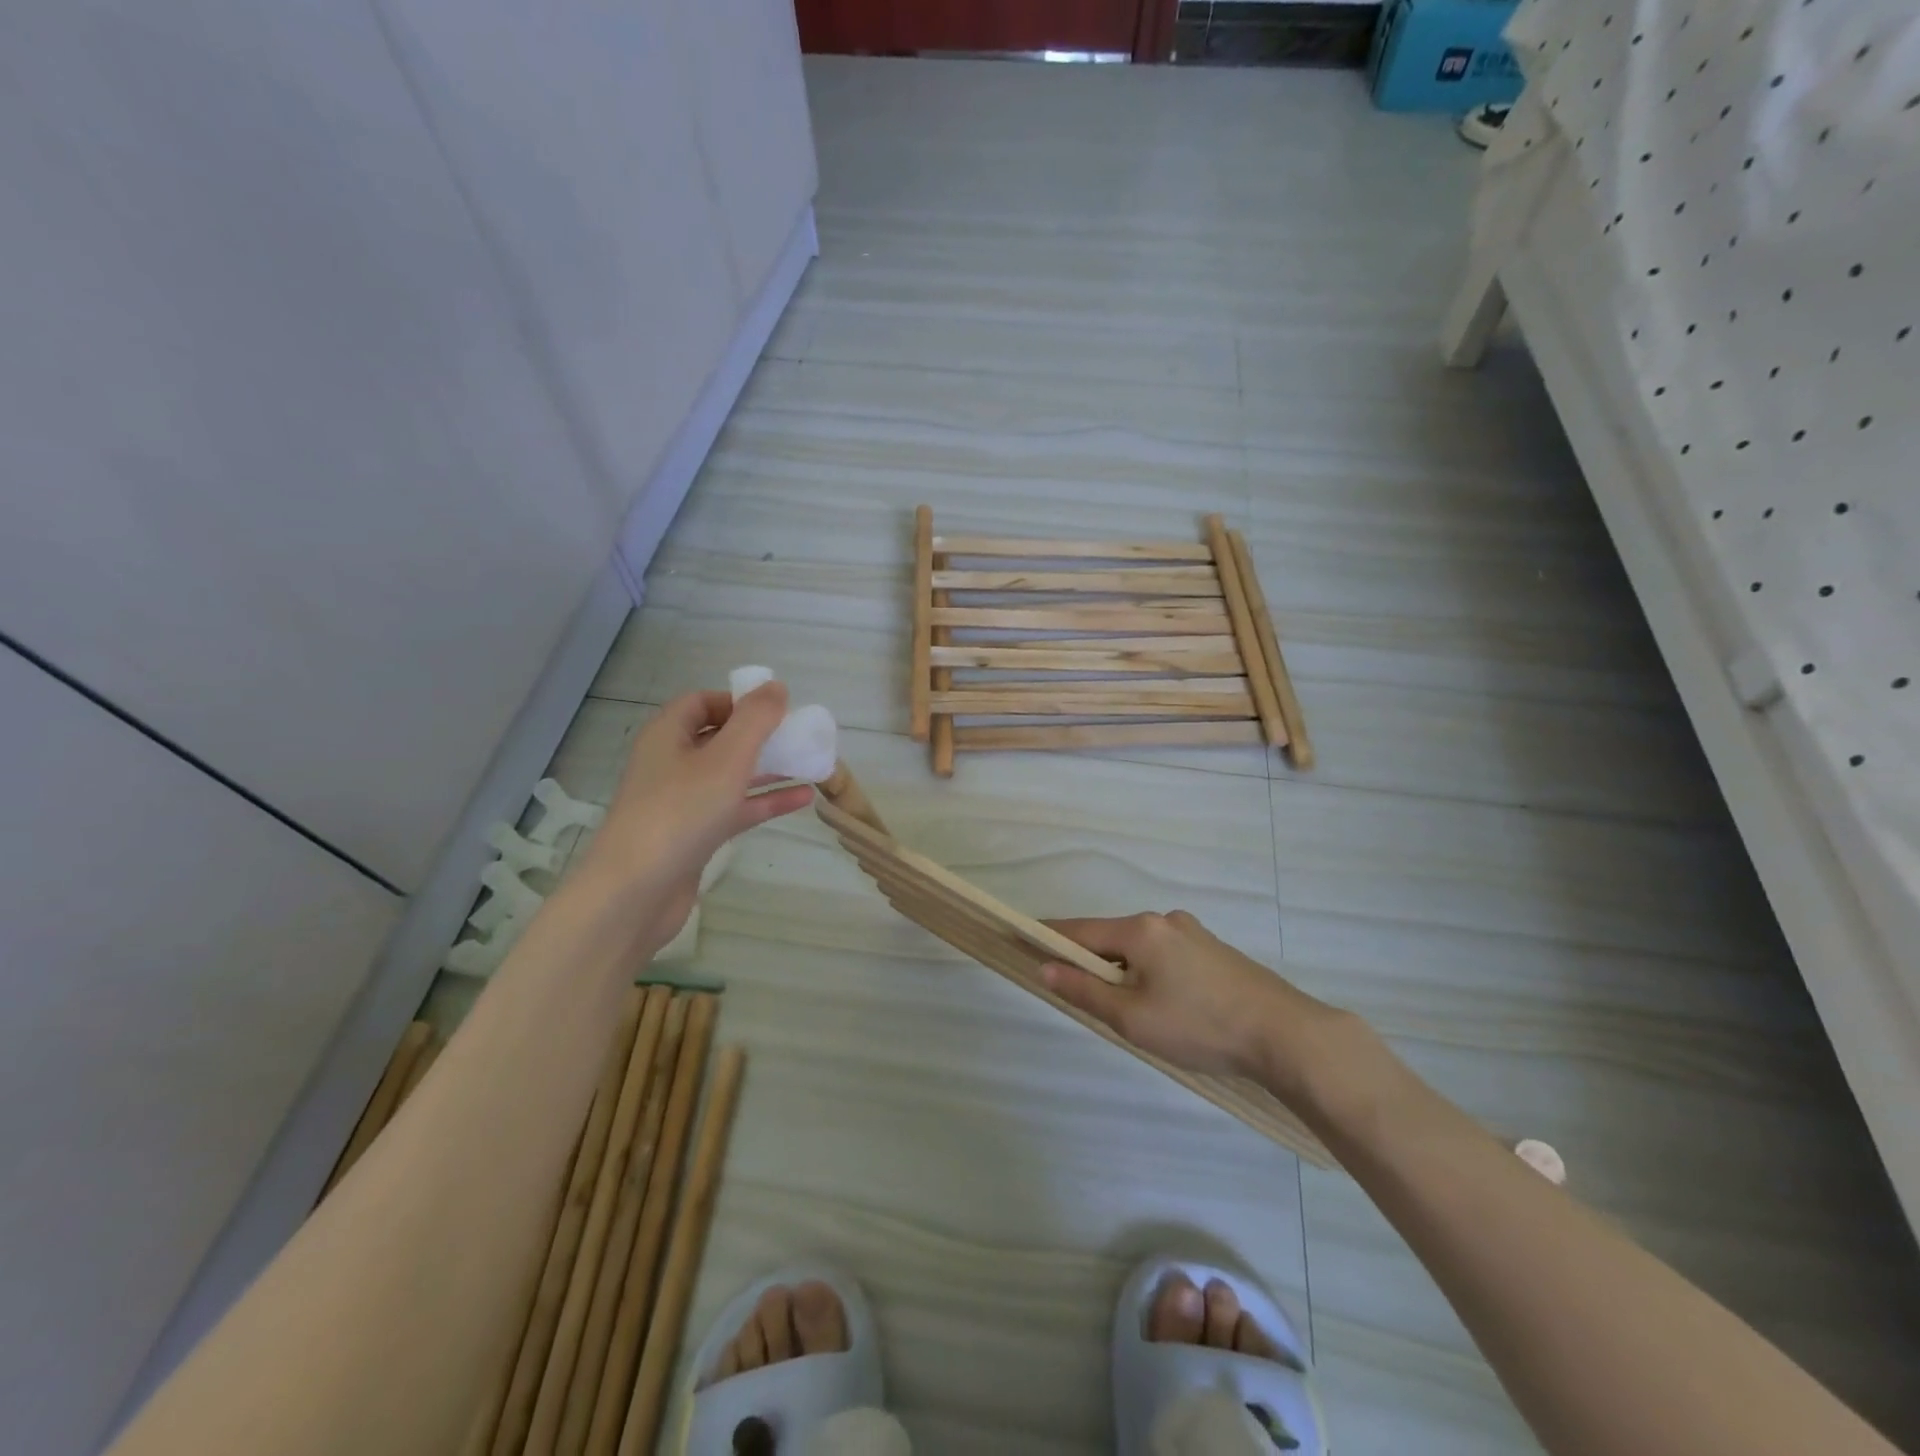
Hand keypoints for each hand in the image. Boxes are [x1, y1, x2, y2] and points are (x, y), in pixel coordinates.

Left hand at [573, 685, 814, 953]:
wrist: (636, 893)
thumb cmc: (680, 813)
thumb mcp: (726, 758)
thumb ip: (755, 720)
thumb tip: (776, 687)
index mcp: (668, 736)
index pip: (702, 702)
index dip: (738, 701)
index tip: (775, 711)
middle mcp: (672, 763)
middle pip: (719, 737)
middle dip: (759, 736)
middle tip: (798, 737)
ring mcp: (682, 802)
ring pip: (731, 775)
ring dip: (768, 768)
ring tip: (810, 764)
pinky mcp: (695, 835)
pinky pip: (735, 808)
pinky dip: (765, 801)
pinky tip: (803, 799)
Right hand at [1041, 911, 1354, 1098]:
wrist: (1286, 1034)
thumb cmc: (1199, 1026)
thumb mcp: (1132, 1017)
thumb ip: (1085, 990)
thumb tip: (1044, 967)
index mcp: (1139, 930)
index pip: (1079, 930)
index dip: (1048, 937)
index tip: (1020, 938)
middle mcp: (1163, 920)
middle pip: (1111, 938)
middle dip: (1091, 962)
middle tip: (1082, 997)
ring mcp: (1193, 933)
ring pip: (1141, 949)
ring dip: (1125, 972)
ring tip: (1132, 1014)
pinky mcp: (1214, 950)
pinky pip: (1166, 956)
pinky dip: (1152, 974)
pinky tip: (1168, 1007)